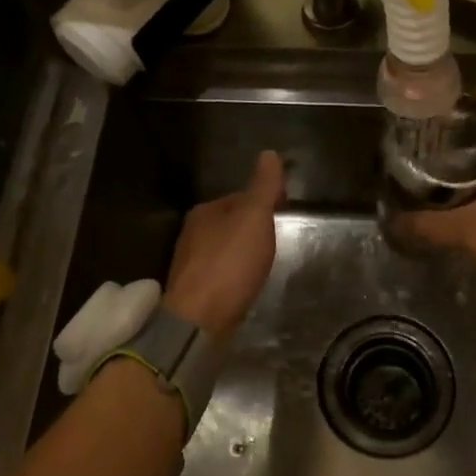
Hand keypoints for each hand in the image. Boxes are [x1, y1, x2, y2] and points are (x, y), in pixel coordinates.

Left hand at [164, 150, 285, 336]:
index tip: (284, 206)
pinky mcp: (194, 292)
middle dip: (251, 226)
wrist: (198, 321)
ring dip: (242, 250)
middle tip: (277, 235)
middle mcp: (192, 233)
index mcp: (205, 211)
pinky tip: (245, 283)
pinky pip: (220, 272)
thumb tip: (269, 153)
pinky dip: (234, 272)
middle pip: (229, 222)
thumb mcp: (254, 218)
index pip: (239, 196)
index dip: (263, 199)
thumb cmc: (229, 263)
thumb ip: (263, 187)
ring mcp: (190, 264)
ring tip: (264, 259)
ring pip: (223, 248)